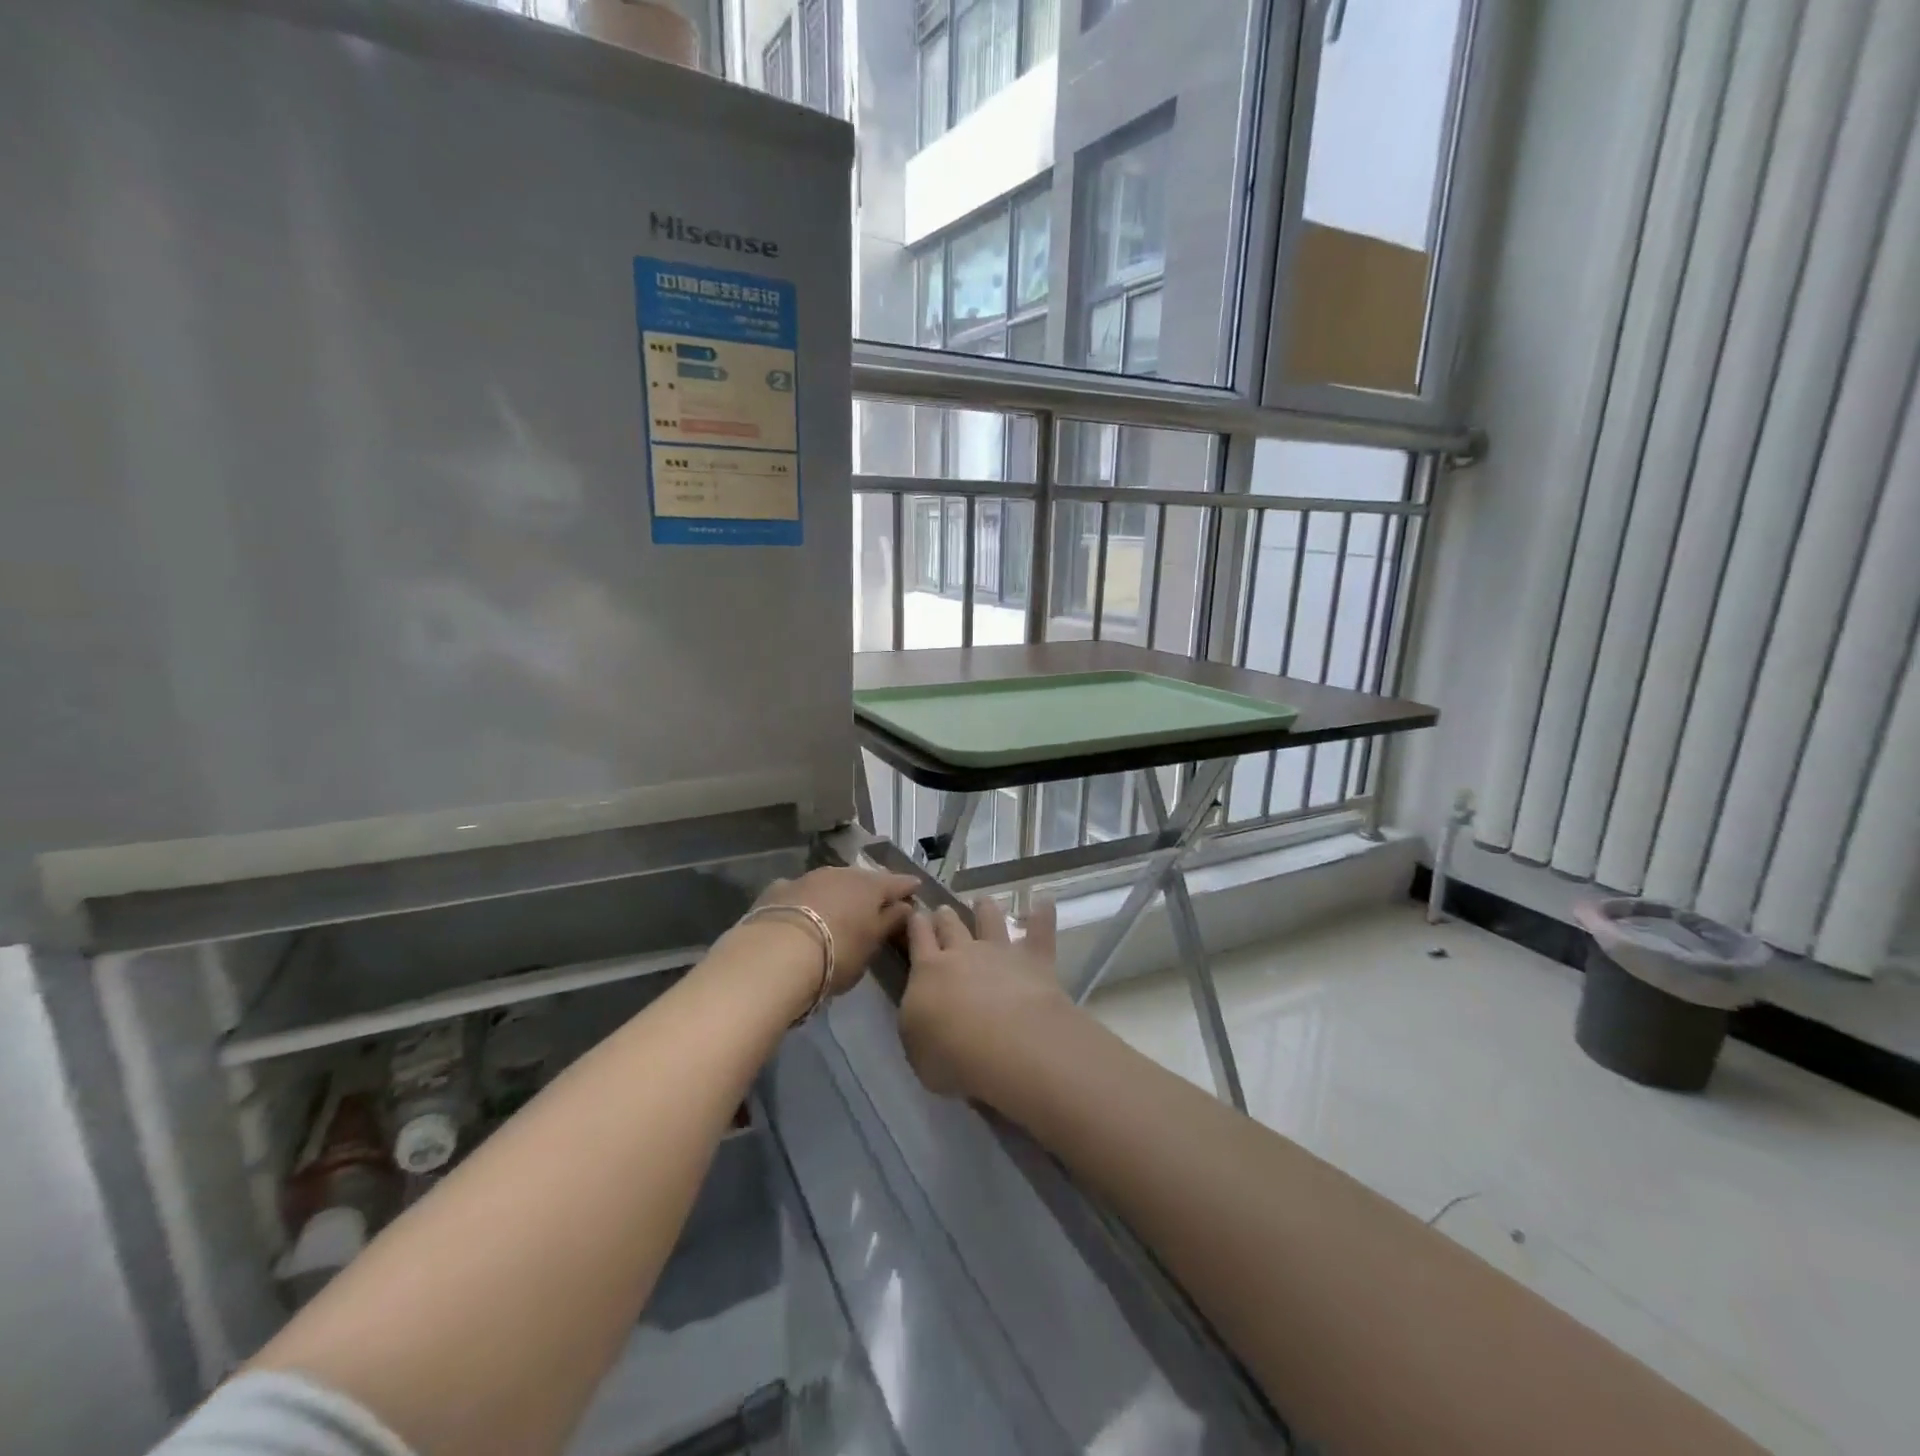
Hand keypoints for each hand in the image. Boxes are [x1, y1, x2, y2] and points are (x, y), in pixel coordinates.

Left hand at [753, 867, 919, 995]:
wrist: (776, 953)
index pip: (897, 882)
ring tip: (840, 909)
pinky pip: (801, 892)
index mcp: (870, 886)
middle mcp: (841, 874)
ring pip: (831, 881)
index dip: (907, 887)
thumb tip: (904, 906)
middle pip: (863, 879)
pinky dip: (807, 900)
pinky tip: (803, 912)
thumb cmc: (836, 953)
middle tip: (877, 903)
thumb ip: (889, 923)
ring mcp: (808, 878)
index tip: (916, 889)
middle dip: (871, 889)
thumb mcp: (871, 946)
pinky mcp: (779, 889)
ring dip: (839, 893)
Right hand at [899, 896, 1074, 1099]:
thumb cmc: (951, 1054)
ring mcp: (1001, 953)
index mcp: (928, 971)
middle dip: (945, 916)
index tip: (916, 913)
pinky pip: (1040, 932)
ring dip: (986, 909)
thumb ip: (918, 1022)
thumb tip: (922, 1009)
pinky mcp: (1035, 960)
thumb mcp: (916, 1047)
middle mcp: (963, 953)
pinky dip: (1043, 915)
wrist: (1007, 1043)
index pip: (918, 939)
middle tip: (943, 910)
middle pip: (951, 926)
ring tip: (984, 900)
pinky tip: (1045, 901)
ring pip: (990, 920)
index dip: (916, 924)